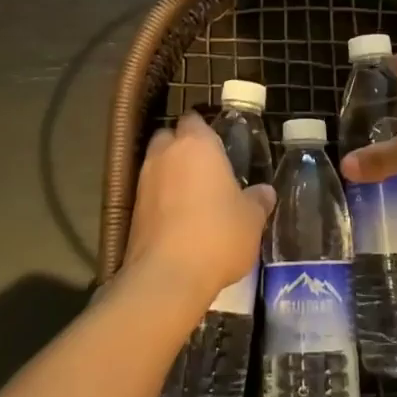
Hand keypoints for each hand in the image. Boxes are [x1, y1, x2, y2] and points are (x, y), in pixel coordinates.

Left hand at [124, 112, 273, 314]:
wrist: (168, 276)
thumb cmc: (218, 234)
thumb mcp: (251, 219)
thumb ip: (258, 200)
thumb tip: (265, 192)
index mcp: (197, 145)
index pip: (195, 120)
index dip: (206, 131)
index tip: (220, 148)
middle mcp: (166, 155)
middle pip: (170, 138)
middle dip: (182, 148)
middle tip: (206, 170)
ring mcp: (144, 182)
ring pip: (157, 166)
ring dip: (170, 175)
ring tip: (193, 198)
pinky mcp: (131, 211)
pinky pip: (149, 194)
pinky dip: (160, 201)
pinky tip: (179, 221)